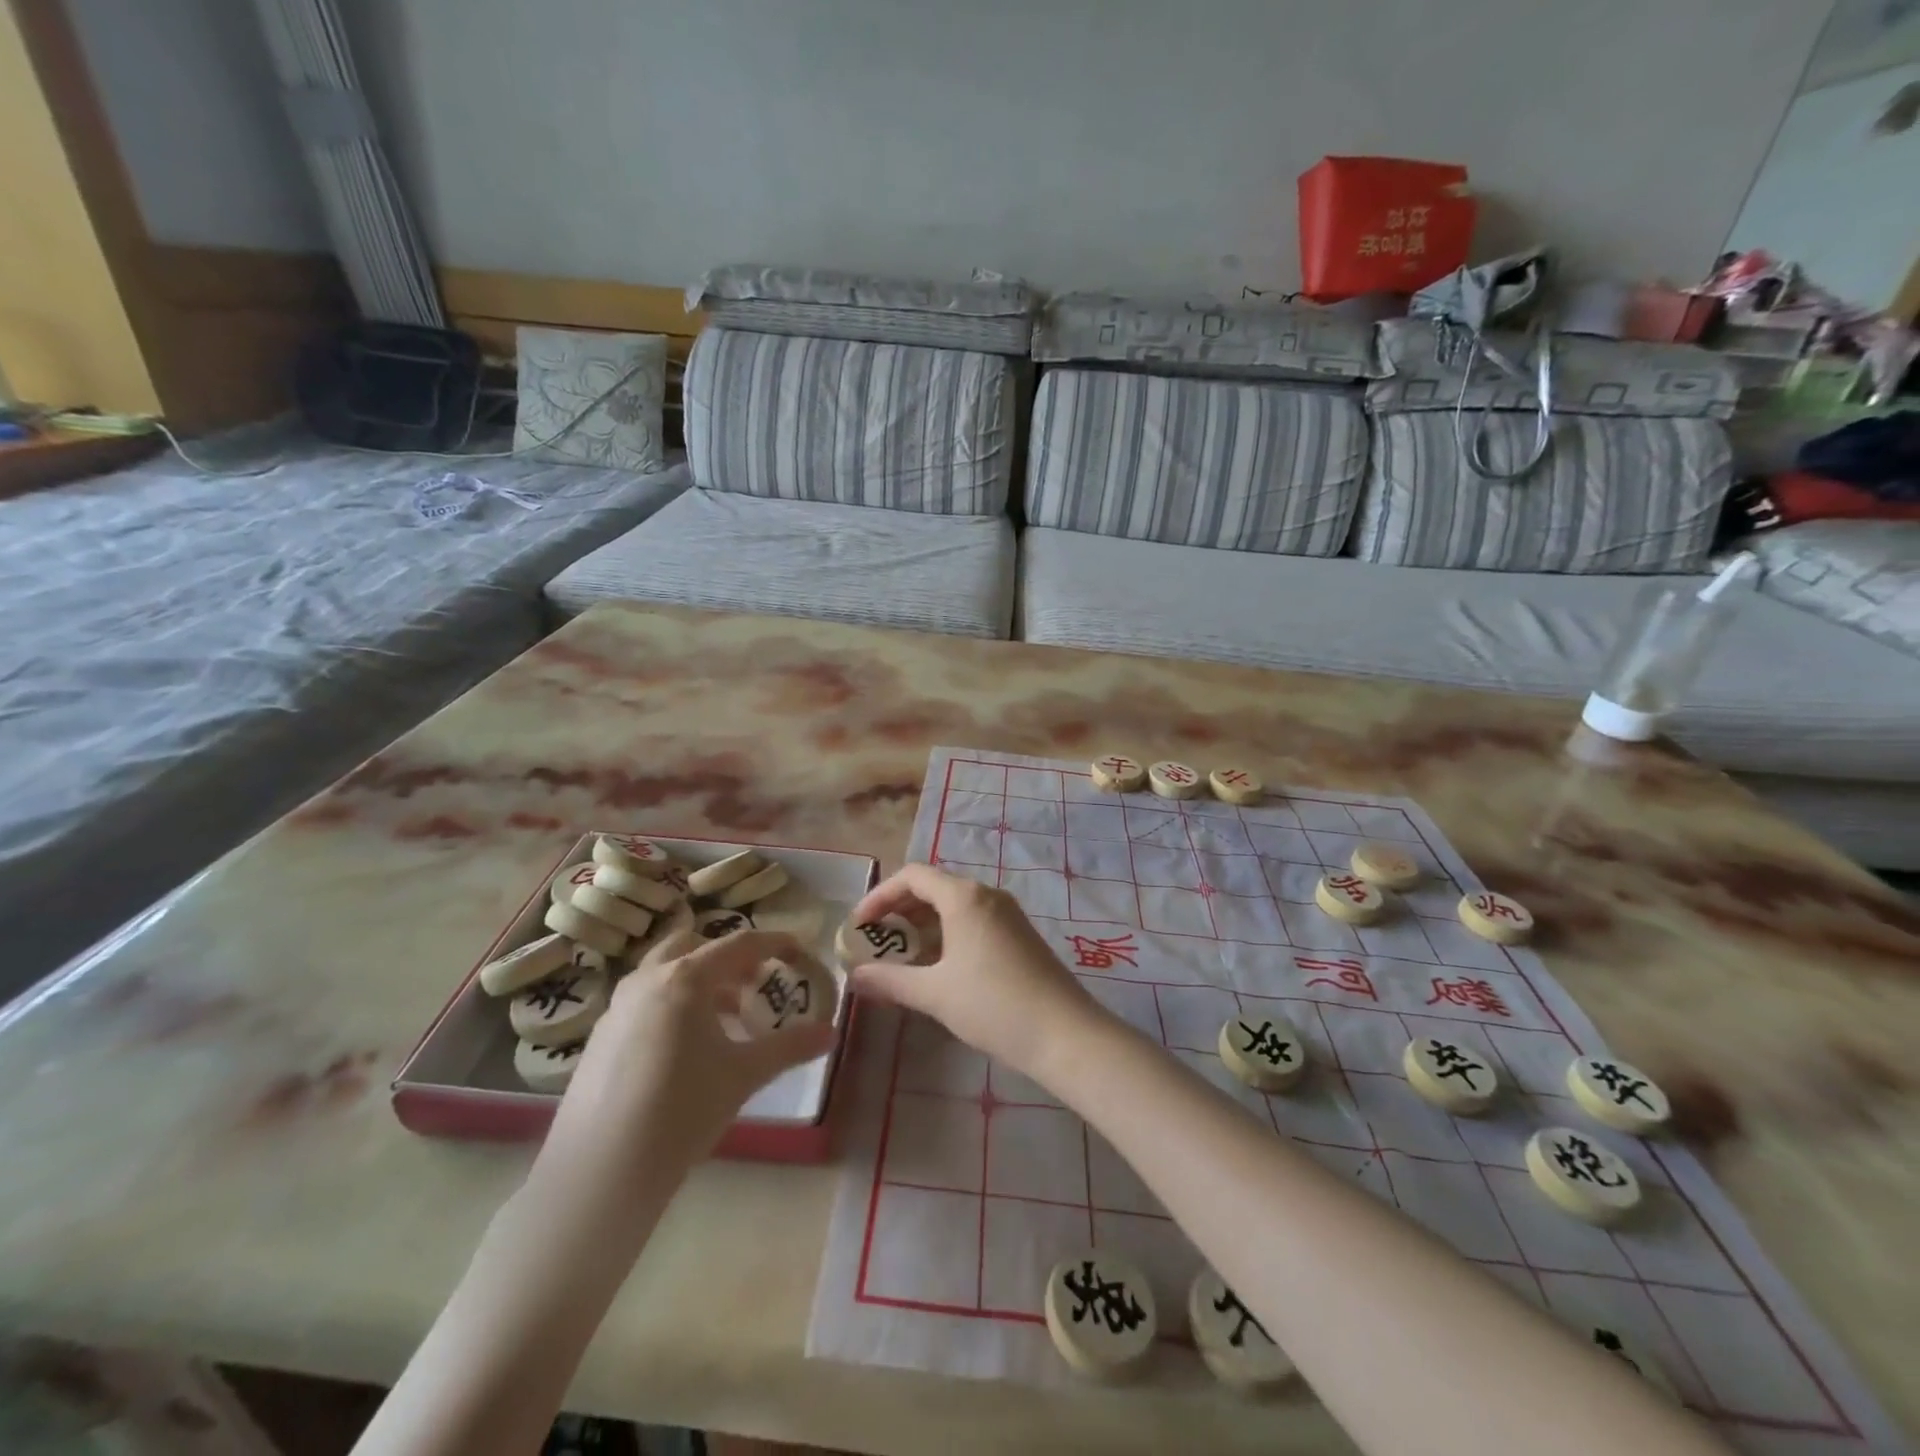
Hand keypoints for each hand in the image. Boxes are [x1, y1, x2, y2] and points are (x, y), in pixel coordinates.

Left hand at [544, 930, 836, 1178]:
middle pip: (693, 945)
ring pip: (665, 972)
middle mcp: (648, 979)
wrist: (600, 1172)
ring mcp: (618, 1006)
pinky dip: (673, 1005)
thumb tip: (831, 1032)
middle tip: (754, 984)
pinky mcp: (601, 1036)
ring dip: (699, 982)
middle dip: (727, 958)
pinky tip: (687, 1049)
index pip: (739, 944)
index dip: (774, 942)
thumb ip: (790, 1047)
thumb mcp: (744, 1075)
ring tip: (725, 1019)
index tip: (799, 950)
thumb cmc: (681, 1110)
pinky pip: (645, 1000)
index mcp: (685, 978)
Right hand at [848, 863, 1100, 1080]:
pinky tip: (938, 966)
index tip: (858, 925)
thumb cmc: (994, 1005)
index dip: (880, 895)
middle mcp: (986, 895)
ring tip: (901, 955)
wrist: (1065, 1033)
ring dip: (923, 923)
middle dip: (900, 909)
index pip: (912, 876)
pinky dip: (947, 933)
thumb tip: (853, 977)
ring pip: (954, 905)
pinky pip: (974, 920)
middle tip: (875, 939)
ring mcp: (1007, 914)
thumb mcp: (934, 994)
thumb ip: (890, 981)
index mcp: (964, 897)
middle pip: (933, 886)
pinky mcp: (1019, 934)